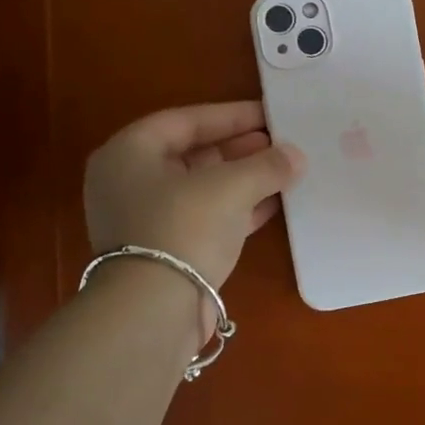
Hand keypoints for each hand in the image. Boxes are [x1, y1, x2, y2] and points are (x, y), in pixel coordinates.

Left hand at [83, 102, 303, 290]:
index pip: (185, 120)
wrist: (155, 309)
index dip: (230, 115)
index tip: (269, 114)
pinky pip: (206, 218)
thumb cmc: (184, 227)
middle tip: (279, 142)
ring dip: (242, 179)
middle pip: (192, 154)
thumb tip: (296, 156)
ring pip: (202, 188)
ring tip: (283, 171)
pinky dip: (238, 209)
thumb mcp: (230, 186)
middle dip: (239, 148)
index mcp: (129, 153)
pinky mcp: (166, 251)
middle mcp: (129, 183)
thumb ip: (266, 165)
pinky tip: (272, 204)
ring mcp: (145, 220)